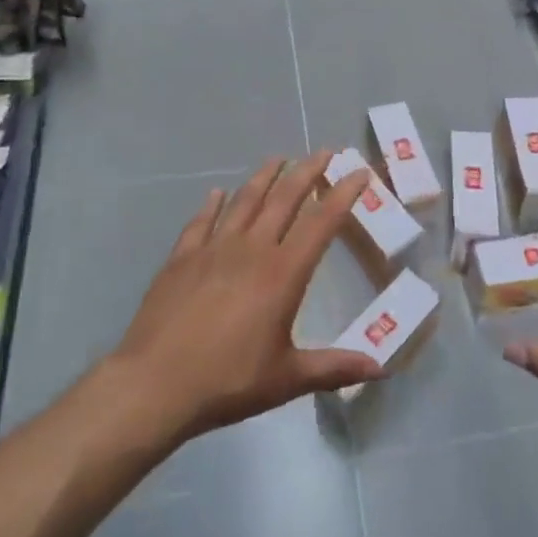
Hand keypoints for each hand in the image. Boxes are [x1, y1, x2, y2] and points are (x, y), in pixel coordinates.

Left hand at [109, 153, 385, 444]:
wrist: (154, 385)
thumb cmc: (228, 381)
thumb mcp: (287, 378)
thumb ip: (334, 367)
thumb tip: (383, 368)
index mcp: (282, 273)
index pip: (321, 223)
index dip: (343, 195)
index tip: (359, 173)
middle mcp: (251, 249)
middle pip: (284, 199)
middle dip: (307, 172)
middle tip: (324, 151)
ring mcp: (213, 249)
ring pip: (245, 201)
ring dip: (264, 176)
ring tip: (278, 159)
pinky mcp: (182, 258)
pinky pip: (201, 221)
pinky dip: (212, 204)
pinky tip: (217, 193)